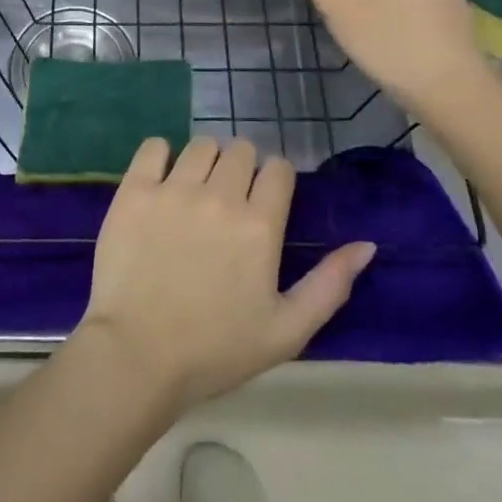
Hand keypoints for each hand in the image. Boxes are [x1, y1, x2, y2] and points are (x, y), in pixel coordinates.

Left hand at [77, 137, 375, 409]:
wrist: (137, 356)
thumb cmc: (216, 350)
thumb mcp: (287, 331)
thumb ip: (330, 285)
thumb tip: (366, 245)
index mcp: (260, 225)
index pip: (278, 169)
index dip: (275, 181)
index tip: (264, 202)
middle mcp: (220, 196)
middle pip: (241, 150)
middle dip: (242, 169)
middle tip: (229, 200)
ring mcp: (174, 189)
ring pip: (201, 145)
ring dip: (206, 161)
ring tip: (196, 191)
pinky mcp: (135, 190)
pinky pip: (154, 146)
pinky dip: (161, 156)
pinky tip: (161, 181)